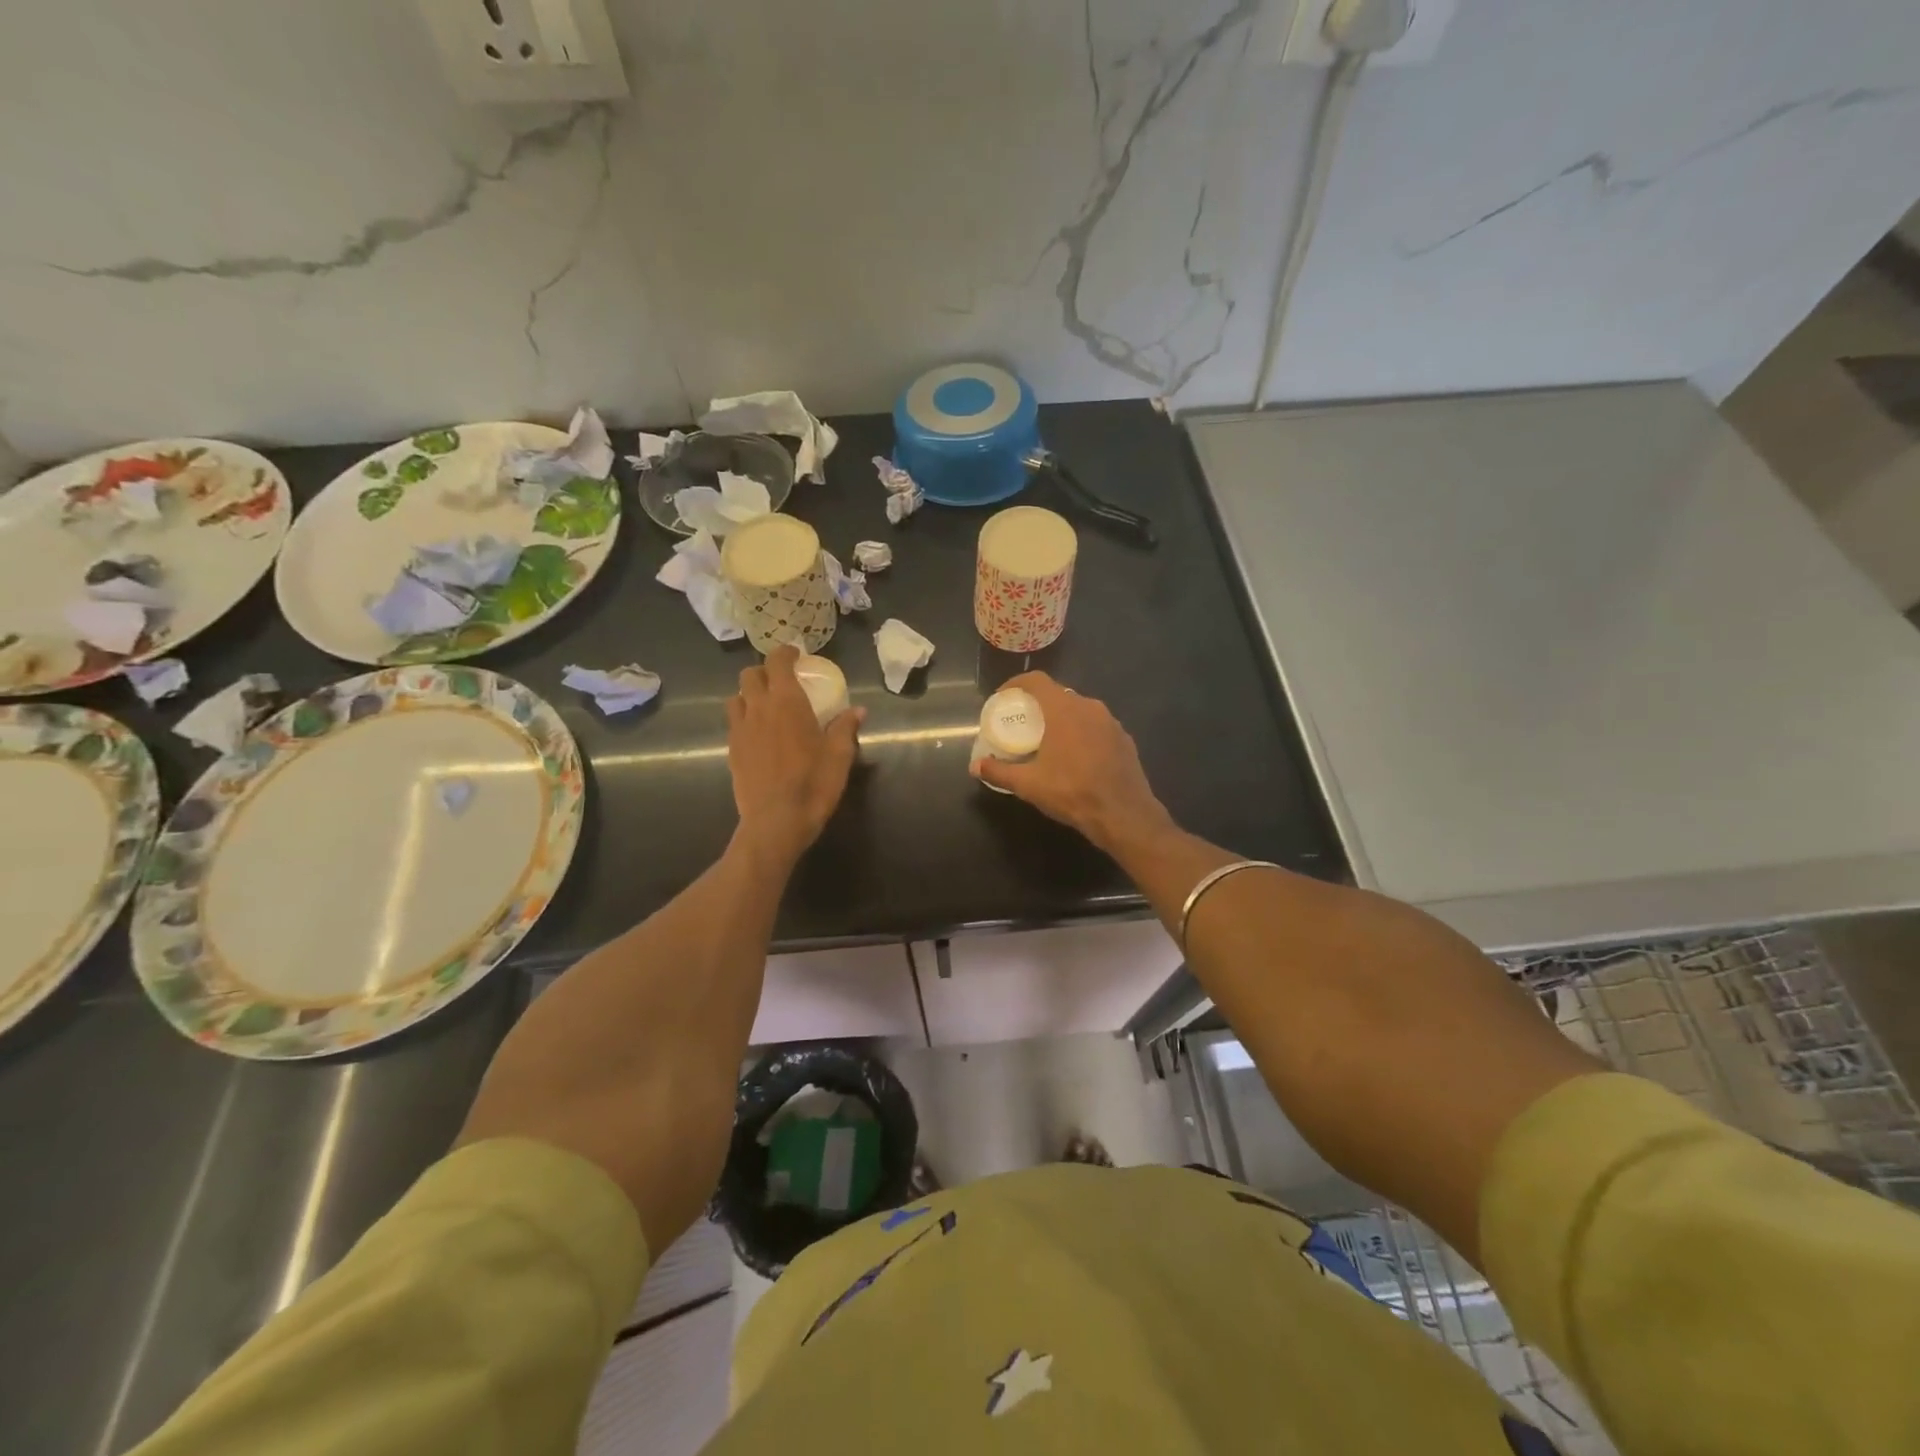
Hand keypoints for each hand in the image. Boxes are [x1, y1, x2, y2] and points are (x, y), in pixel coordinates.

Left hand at [727, 646, 863, 862]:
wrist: (775, 822)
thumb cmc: (813, 784)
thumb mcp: (839, 756)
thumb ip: (845, 728)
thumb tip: (858, 711)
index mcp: (787, 702)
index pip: (778, 662)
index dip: (785, 653)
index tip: (796, 655)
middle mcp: (758, 708)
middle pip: (750, 675)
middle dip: (765, 671)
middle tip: (781, 681)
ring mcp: (740, 729)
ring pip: (736, 697)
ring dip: (749, 694)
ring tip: (766, 706)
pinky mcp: (732, 750)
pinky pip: (734, 723)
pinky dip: (745, 719)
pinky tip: (759, 734)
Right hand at [970, 673, 1173, 853]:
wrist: (1123, 814)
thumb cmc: (1072, 792)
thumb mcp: (1029, 784)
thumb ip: (999, 771)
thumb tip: (975, 766)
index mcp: (1064, 710)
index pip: (1037, 681)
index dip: (1017, 683)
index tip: (1003, 697)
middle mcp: (1089, 707)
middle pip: (1059, 695)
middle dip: (1039, 704)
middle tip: (1025, 723)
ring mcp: (1111, 722)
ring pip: (1080, 710)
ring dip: (1062, 719)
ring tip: (1049, 740)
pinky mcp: (1125, 739)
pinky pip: (1097, 727)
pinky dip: (1082, 733)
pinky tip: (1076, 756)